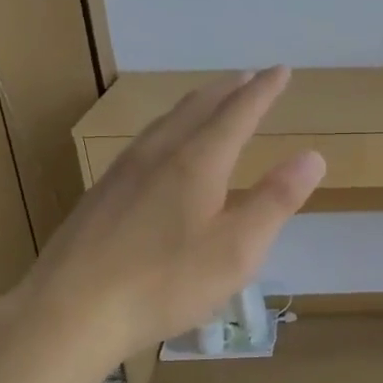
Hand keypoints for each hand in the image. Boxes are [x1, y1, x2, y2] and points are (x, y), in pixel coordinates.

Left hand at [14, 67, 324, 369]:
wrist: (69, 312)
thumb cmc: (165, 283)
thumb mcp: (237, 250)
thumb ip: (276, 200)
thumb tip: (313, 156)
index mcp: (197, 162)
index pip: (239, 112)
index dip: (264, 90)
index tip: (282, 70)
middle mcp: (159, 154)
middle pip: (198, 107)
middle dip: (230, 89)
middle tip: (251, 78)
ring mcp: (124, 171)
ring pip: (167, 121)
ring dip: (198, 104)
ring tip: (213, 101)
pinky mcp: (102, 193)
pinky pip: (146, 141)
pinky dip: (171, 127)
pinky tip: (163, 148)